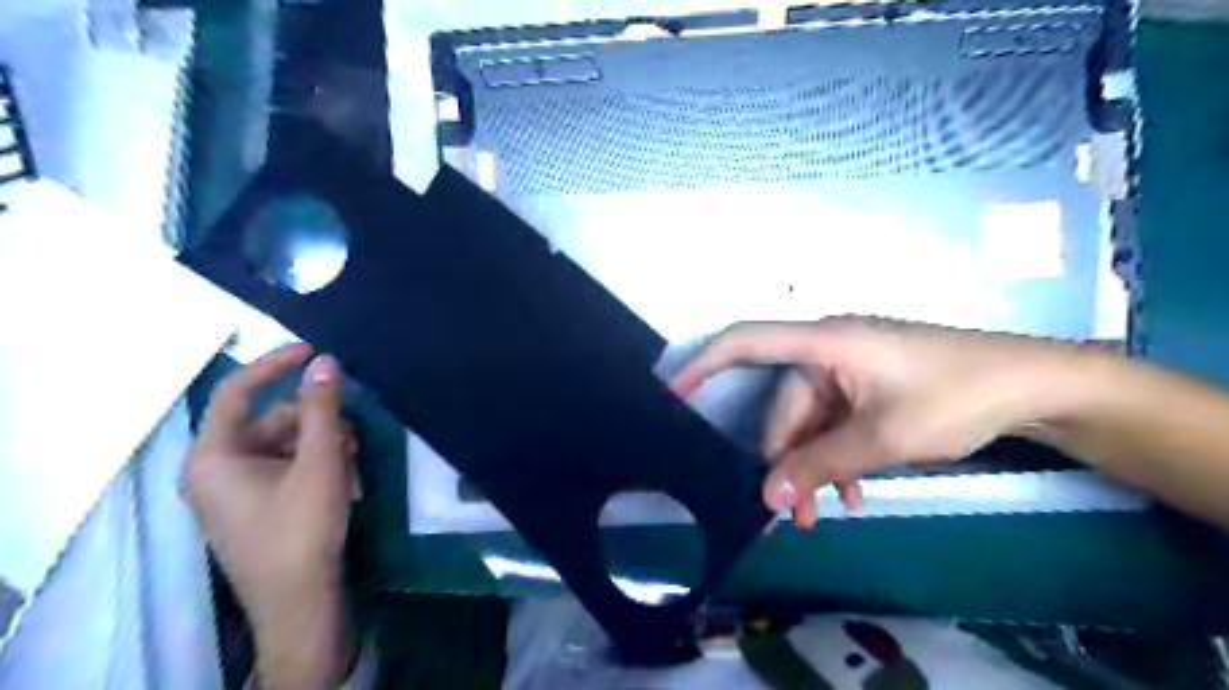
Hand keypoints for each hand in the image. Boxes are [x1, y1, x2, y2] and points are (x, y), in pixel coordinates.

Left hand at [180, 349, 357, 689]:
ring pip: (284, 443)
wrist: (299, 600)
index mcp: (213, 455)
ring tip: (352, 464)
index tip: (314, 351)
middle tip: (353, 433)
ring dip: (323, 445)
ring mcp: (234, 488)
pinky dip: (315, 464)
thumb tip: (326, 362)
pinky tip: (344, 481)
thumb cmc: (302, 528)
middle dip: (316, 422)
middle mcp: (215, 467)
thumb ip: (324, 408)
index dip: (275, 364)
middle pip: (270, 420)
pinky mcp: (253, 503)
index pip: (236, 391)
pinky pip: (285, 466)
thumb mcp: (321, 461)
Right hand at [668, 318, 1078, 527]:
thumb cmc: (956, 396)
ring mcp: (848, 369)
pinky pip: (835, 421)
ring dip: (815, 465)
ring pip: (811, 421)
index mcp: (824, 344)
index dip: (702, 363)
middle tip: (794, 515)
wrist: (1033, 385)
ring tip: (828, 513)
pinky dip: (838, 454)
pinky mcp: (866, 385)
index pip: (746, 341)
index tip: (671, 393)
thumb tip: (768, 498)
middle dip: (785, 460)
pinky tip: (854, 492)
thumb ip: (822, 464)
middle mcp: (827, 352)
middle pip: (784, 406)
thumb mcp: (883, 438)